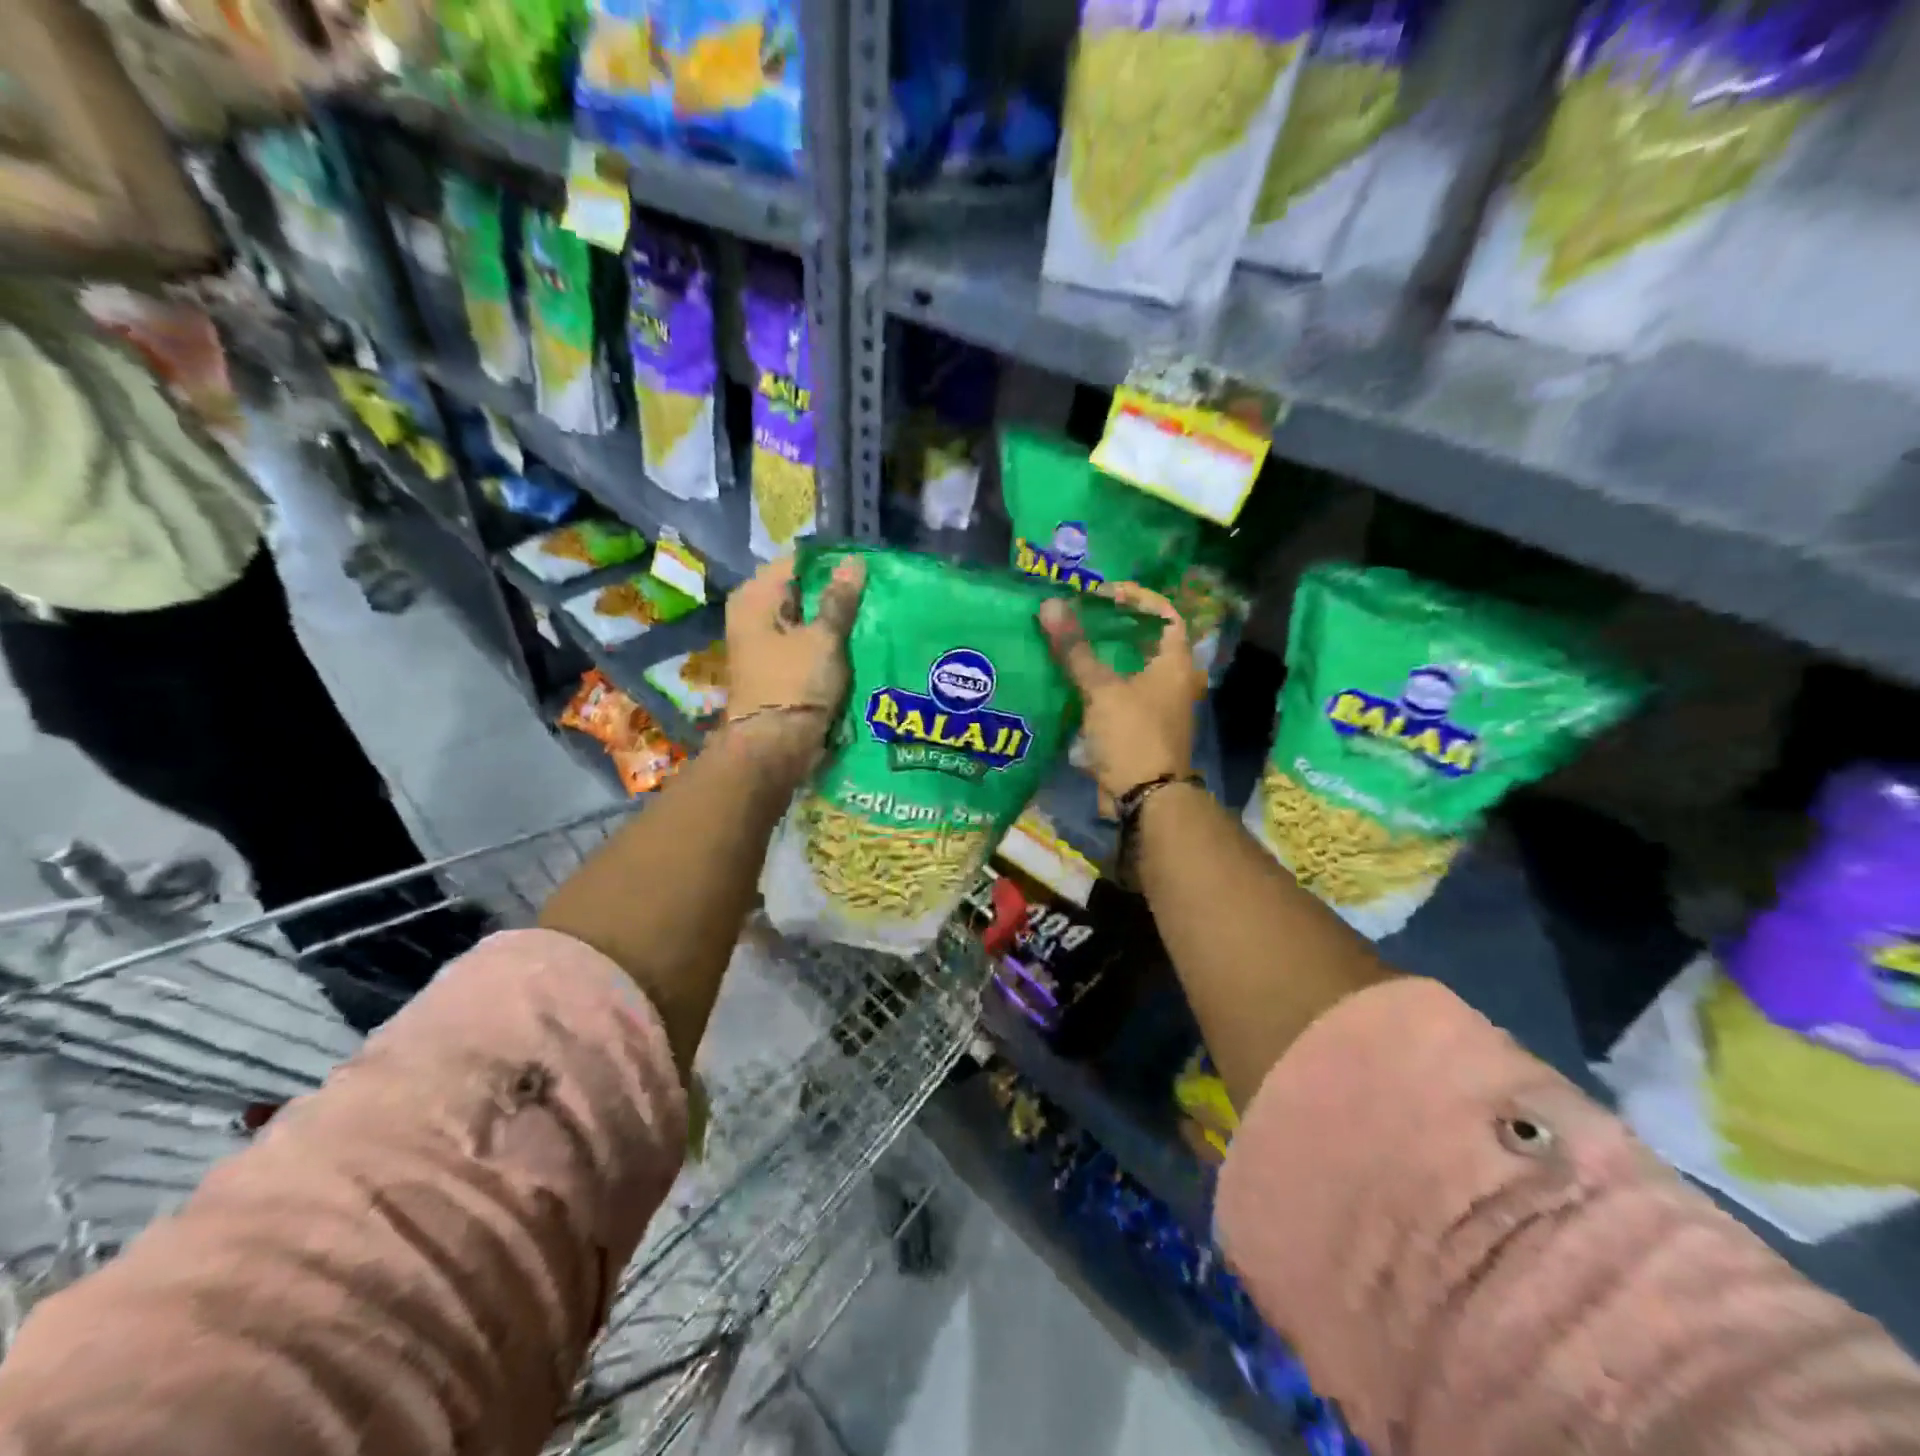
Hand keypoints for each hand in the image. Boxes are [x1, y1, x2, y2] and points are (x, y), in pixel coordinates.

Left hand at [722, 553, 864, 770]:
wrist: (775, 746)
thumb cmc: (795, 683)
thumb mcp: (824, 638)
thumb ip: (840, 600)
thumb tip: (854, 562)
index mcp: (754, 597)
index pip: (798, 563)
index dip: (832, 564)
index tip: (867, 570)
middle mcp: (753, 615)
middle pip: (801, 591)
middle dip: (835, 593)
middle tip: (875, 593)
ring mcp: (764, 644)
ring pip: (806, 620)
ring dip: (834, 621)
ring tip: (872, 616)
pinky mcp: (777, 668)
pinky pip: (806, 644)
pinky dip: (827, 643)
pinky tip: (856, 643)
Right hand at [1040, 583, 1201, 804]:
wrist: (1145, 798)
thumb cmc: (1133, 735)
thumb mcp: (1102, 689)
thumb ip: (1075, 649)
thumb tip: (1050, 605)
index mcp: (1175, 664)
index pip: (1165, 614)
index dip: (1138, 598)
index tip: (1104, 594)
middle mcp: (1172, 681)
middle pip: (1144, 642)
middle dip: (1114, 626)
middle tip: (1080, 614)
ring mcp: (1156, 707)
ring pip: (1128, 670)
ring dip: (1102, 656)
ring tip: (1069, 641)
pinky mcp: (1137, 728)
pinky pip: (1117, 695)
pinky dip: (1097, 684)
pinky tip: (1069, 680)